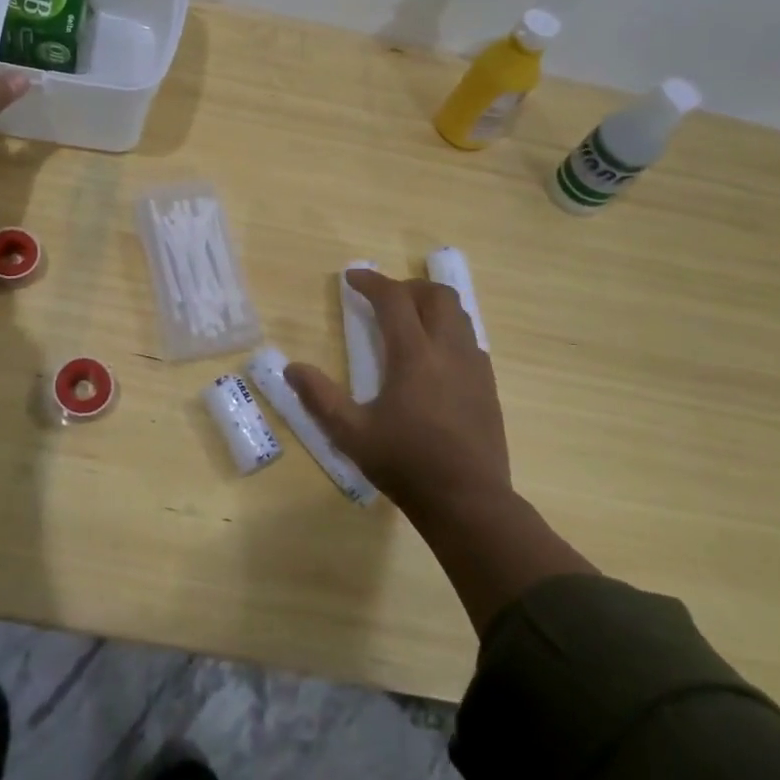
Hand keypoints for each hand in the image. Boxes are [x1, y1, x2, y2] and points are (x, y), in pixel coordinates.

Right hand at [286, 269, 512, 518]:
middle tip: (383, 299)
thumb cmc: (405, 464)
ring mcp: (474, 366)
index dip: (371, 282)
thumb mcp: (351, 434)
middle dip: (407, 287)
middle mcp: (448, 350)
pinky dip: (448, 330)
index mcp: (414, 356)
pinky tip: (433, 356)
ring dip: (431, 305)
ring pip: (458, 314)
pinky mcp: (488, 385)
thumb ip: (320, 397)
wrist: (468, 501)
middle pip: (436, 295)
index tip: (352, 278)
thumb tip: (291, 368)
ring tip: (408, 320)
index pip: (394, 299)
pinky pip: (469, 339)